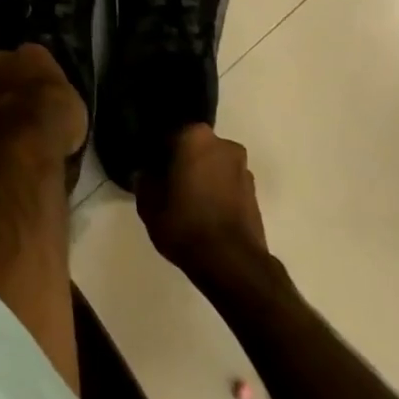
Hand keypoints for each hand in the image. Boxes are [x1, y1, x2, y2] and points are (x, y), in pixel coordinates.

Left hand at [0, 44, 86, 161]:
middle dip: (11, 84)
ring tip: (8, 129)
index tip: (43, 94)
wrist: (20, 144)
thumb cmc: (54, 119)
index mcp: (32, 53)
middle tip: (24, 108)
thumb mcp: (73, 106)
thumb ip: (56, 96)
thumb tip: (51, 103)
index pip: (34, 58)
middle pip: (4, 69)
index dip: (38, 77)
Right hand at [137, 125, 268, 268]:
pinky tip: (203, 212)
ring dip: (201, 176)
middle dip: (181, 160)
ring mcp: (242, 168)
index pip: (167, 135)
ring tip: (186, 201)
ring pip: (212, 165)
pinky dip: (216, 191)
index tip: (148, 168)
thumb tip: (147, 173)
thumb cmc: (185, 224)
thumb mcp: (148, 203)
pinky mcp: (254, 192)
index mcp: (194, 137)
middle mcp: (223, 144)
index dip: (156, 151)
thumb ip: (144, 180)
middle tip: (166, 183)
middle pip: (193, 147)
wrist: (233, 264)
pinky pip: (226, 183)